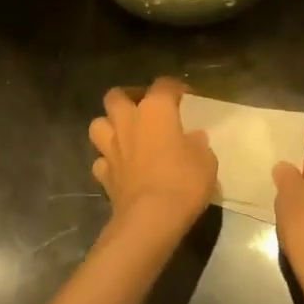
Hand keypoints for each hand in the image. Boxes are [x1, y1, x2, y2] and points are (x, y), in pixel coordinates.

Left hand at [89, 79, 217, 243]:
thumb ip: (197, 144)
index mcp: (155, 110)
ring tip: (125, 134)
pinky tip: (120, 167)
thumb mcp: (206, 160)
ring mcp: (111, 148)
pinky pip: (100, 160)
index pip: (163, 85)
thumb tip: (192, 138)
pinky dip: (108, 161)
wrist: (151, 218)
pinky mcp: (103, 175)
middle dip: (128, 97)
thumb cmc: (183, 181)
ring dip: (109, 126)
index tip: (186, 97)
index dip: (175, 88)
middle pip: (116, 95)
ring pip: (98, 124)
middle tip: (144, 108)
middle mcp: (128, 122)